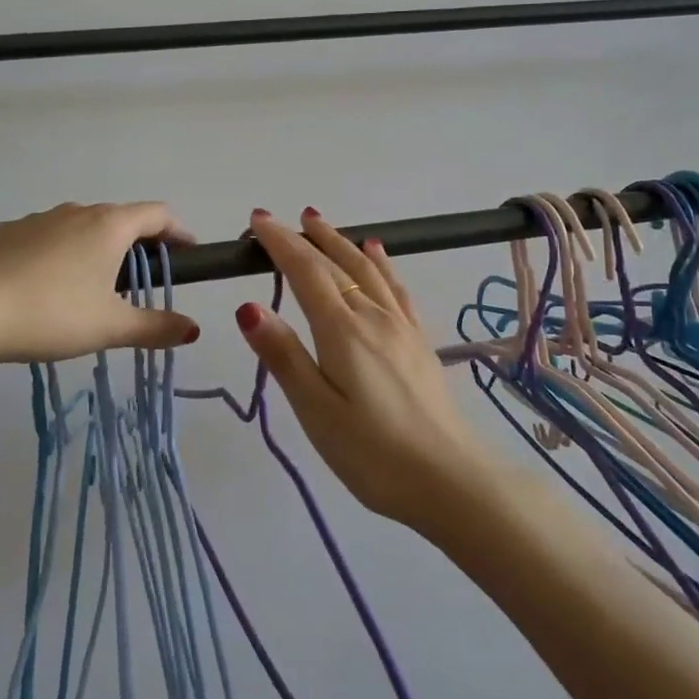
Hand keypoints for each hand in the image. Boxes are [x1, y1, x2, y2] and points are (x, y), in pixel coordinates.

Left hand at [0, 202, 200, 364]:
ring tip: (91, 284)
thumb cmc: (53, 314)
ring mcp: (38, 218)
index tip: (187, 253)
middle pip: (119, 218)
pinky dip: (57, 252)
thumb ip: (156, 327)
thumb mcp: (111, 327)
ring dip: (95, 246)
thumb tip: (193, 329)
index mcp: (109, 226)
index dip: (178, 231)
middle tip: (142, 278)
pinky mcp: (6, 231)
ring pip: (80, 226)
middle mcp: (77, 211)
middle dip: (137, 243)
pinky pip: (44, 236)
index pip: (158, 214)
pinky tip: (44, 284)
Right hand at [235, 209, 498, 527]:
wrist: (450, 479)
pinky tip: (377, 252)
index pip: (306, 272)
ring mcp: (401, 325)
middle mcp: (373, 315)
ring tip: (319, 222)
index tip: (258, 220)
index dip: (281, 243)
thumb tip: (248, 306)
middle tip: (280, 219)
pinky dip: (381, 262)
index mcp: (342, 330)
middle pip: (336, 264)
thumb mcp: (316, 411)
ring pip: (367, 268)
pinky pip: (396, 286)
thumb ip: (284, 356)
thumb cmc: (372, 453)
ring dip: (340, 241)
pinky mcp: (418, 340)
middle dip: (305, 238)